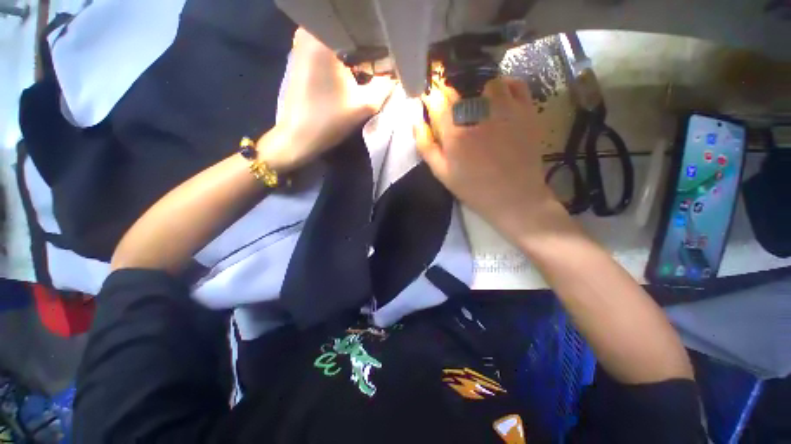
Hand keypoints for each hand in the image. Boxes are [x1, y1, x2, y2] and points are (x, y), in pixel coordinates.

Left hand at [262, 29, 395, 171]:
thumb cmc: (329, 120)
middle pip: (348, 32)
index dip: (378, 44)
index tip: (387, 59)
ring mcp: (301, 42)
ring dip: (354, 52)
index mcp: (324, 39)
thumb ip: (384, 86)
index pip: (361, 30)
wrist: (298, 136)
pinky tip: (350, 70)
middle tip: (379, 63)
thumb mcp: (364, 105)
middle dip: (366, 47)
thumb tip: (394, 74)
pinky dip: (341, 56)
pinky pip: (327, 46)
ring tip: (367, 67)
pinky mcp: (299, 55)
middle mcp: (309, 32)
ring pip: (338, 40)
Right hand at [415, 77, 556, 234]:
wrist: (514, 197)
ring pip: (486, 81)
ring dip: (476, 87)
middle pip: (458, 87)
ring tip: (474, 99)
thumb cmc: (474, 188)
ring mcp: (506, 110)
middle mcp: (479, 114)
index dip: (430, 95)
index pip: (437, 100)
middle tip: (448, 99)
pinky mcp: (526, 111)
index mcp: (455, 133)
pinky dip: (504, 85)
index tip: (428, 97)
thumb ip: (426, 146)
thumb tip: (416, 120)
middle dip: (448, 90)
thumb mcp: (442, 173)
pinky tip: (498, 96)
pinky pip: (515, 84)